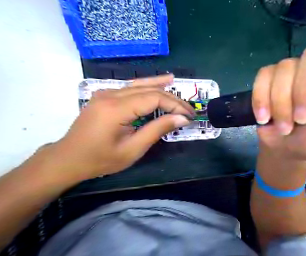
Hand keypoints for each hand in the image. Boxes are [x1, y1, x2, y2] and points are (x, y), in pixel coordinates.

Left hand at [31, 74, 195, 181]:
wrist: (68, 159)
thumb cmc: (101, 159)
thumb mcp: (133, 149)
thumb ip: (158, 129)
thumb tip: (182, 119)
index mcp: (116, 109)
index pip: (154, 98)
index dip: (175, 105)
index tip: (189, 116)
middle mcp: (111, 95)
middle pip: (150, 90)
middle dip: (173, 99)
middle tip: (189, 110)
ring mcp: (107, 93)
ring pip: (142, 85)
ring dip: (163, 88)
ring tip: (178, 84)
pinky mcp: (107, 96)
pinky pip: (133, 87)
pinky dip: (149, 84)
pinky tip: (161, 80)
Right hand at [251, 27, 305, 159]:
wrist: (287, 150)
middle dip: (303, 92)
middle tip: (301, 120)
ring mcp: (292, 71)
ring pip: (284, 68)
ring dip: (281, 103)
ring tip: (284, 127)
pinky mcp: (269, 78)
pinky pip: (263, 77)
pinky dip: (261, 99)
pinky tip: (264, 118)